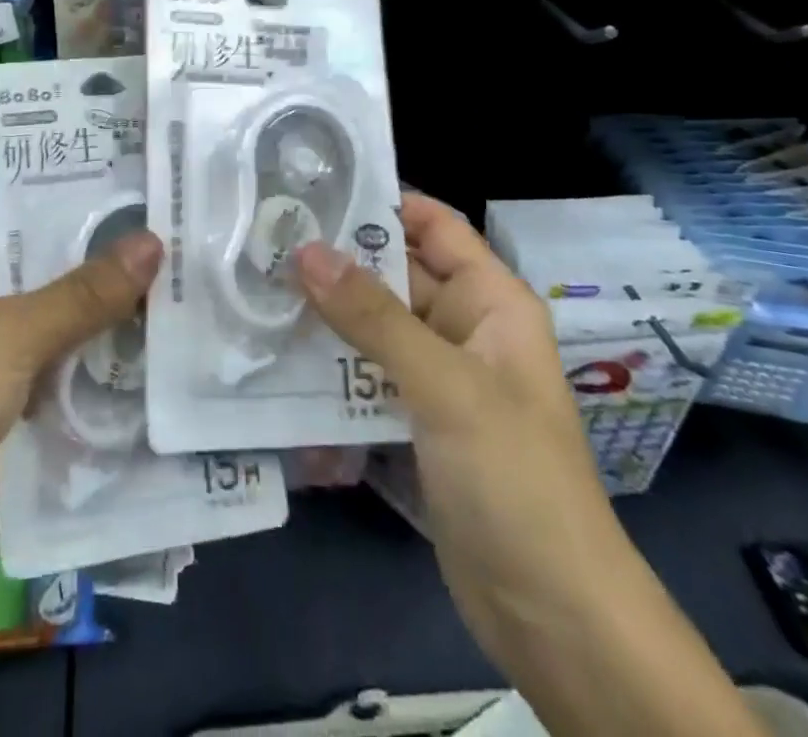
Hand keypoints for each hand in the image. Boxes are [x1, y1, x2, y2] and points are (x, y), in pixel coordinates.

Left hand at [0, 187, 162, 621]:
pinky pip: (62, 357)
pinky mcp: (11, 398)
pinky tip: (156, 328)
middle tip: (166, 206)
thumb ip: (81, 292)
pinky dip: (100, 347)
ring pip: (56, 306)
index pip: (3, 195)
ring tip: (176, 256)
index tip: (121, 156)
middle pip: (37, 252)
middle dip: (95, 237)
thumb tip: (155, 240)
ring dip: (105, 294)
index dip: (56, 174)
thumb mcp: (5, 338)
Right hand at [294, 194, 624, 649]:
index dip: (379, 200)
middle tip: (262, 242)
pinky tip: (274, 366)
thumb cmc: (514, 478)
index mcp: (490, 301)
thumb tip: (305, 249)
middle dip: (334, 263)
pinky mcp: (412, 424)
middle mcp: (463, 329)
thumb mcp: (445, 387)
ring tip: (254, 294)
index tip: (310, 189)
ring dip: (323, 319)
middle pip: (392, 276)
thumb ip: (373, 317)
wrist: (553, 618)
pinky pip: (363, 379)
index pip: (432, 225)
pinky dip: (327, 374)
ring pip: (371, 329)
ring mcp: (435, 379)